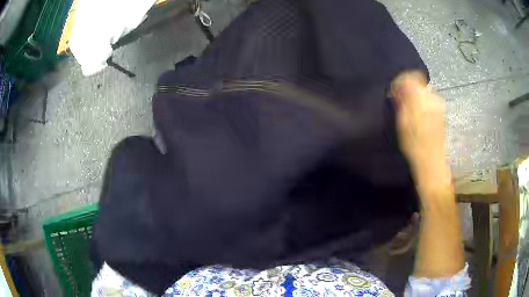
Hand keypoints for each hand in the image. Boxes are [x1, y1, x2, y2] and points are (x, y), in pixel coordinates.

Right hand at [391, 71, 451, 203]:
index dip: (401, 81)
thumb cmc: (415, 145)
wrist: (432, 163)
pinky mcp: (441, 114)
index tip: (395, 91)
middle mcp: (432, 98)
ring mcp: (439, 106)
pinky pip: (429, 102)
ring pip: (424, 93)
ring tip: (409, 114)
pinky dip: (422, 105)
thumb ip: (401, 101)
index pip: (411, 77)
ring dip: (415, 98)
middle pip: (418, 84)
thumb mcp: (402, 123)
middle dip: (408, 90)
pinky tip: (419, 119)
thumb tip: (397, 87)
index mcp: (421, 98)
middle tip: (400, 104)